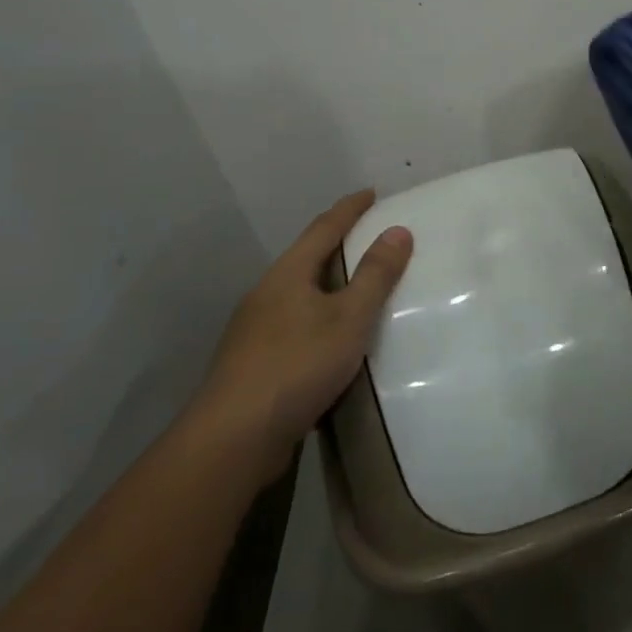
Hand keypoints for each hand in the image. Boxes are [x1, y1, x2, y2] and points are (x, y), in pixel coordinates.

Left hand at [193, 190, 412, 470]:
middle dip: (336, 244)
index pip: (323, 228)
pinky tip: (331, 340)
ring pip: (298, 294)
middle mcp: (266, 295)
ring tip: (356, 288)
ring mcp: (254, 331)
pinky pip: (294, 326)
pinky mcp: (253, 364)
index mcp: (287, 275)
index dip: (350, 209)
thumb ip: (375, 275)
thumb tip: (398, 230)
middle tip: (369, 238)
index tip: (371, 192)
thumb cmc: (297, 366)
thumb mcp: (348, 318)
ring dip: (327, 285)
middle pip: (306, 258)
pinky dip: (319, 319)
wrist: (233, 438)